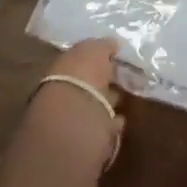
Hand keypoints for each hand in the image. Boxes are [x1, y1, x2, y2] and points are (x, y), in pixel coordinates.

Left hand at [30, 39, 124, 170]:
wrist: (74, 123)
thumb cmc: (81, 78)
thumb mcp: (93, 51)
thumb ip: (103, 46)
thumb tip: (113, 43)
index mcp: (61, 68)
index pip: (79, 60)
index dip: (97, 58)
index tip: (116, 57)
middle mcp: (62, 93)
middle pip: (85, 84)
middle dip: (101, 81)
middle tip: (122, 77)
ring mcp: (72, 120)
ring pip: (93, 106)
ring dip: (106, 102)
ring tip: (125, 97)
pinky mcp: (86, 142)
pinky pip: (102, 128)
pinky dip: (112, 123)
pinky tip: (122, 119)